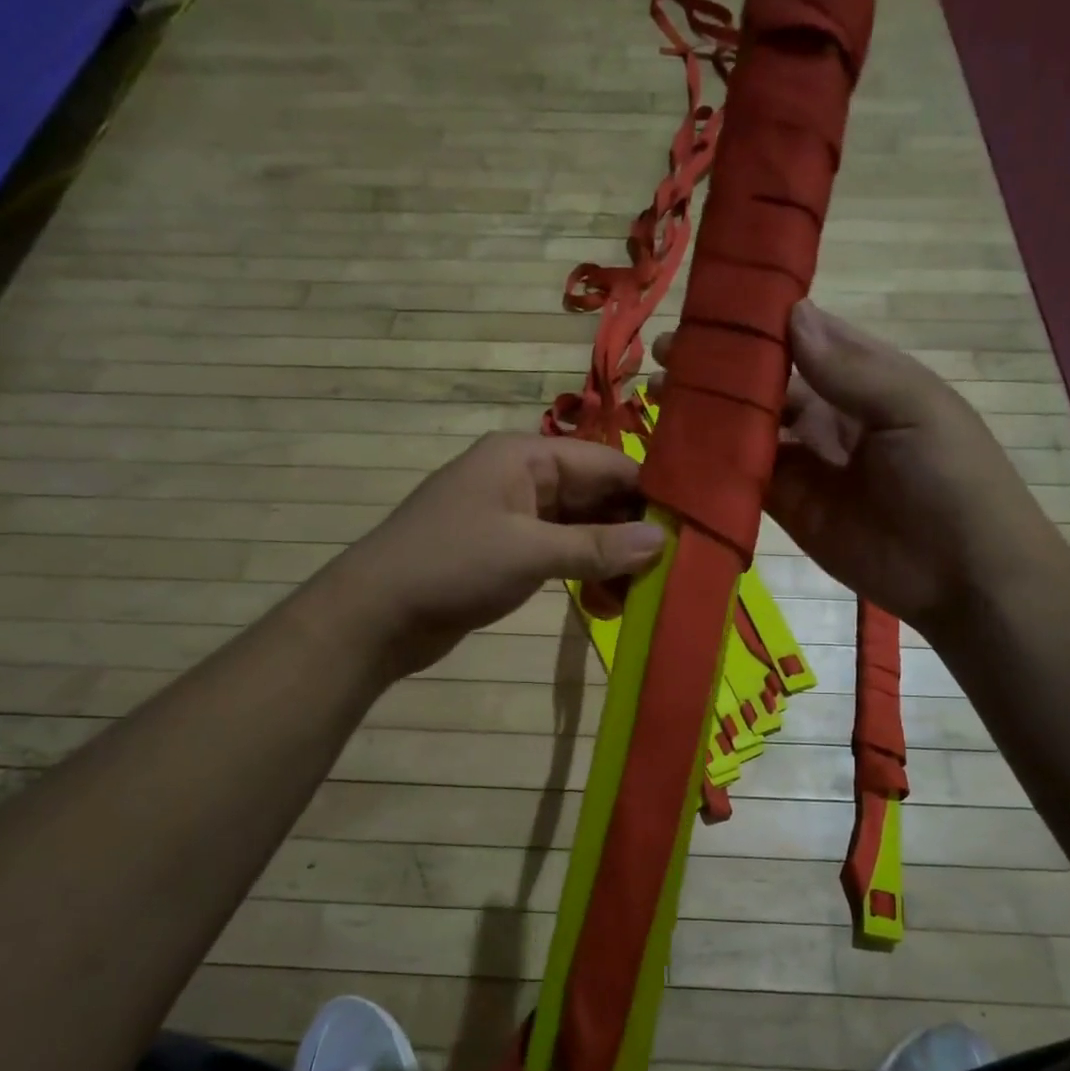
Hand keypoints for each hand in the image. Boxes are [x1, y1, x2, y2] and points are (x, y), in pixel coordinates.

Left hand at [316, 433, 664, 678]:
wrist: (376, 614)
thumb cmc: (451, 565)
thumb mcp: (528, 552)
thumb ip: (596, 547)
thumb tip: (661, 541)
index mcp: (525, 456)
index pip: (606, 463)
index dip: (649, 492)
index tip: (693, 524)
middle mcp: (523, 477)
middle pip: (596, 495)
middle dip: (633, 530)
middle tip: (678, 565)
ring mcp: (514, 516)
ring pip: (581, 528)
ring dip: (611, 557)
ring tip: (647, 591)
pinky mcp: (508, 551)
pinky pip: (560, 553)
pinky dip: (585, 572)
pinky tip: (609, 600)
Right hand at [656, 301, 1069, 641]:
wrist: (962, 577)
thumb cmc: (951, 479)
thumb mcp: (913, 410)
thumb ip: (850, 369)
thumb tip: (792, 313)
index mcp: (864, 378)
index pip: (803, 338)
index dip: (757, 324)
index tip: (705, 310)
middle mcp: (828, 414)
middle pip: (765, 384)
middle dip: (718, 369)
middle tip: (663, 356)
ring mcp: (804, 463)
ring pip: (747, 429)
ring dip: (707, 414)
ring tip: (656, 397)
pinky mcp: (786, 507)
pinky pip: (743, 480)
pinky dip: (712, 467)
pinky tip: (674, 451)